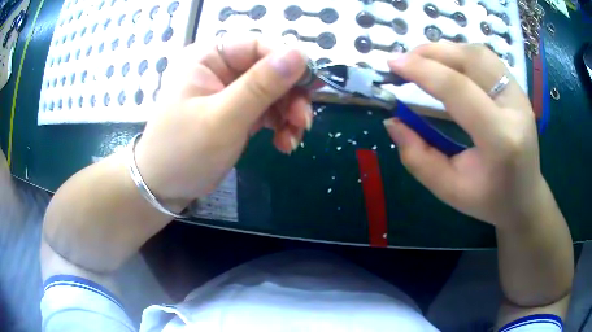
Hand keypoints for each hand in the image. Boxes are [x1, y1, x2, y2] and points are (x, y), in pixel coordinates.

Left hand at [134, 33, 311, 204]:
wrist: (164, 189)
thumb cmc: (183, 152)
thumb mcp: (222, 119)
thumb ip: (261, 85)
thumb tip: (300, 53)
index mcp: (207, 57)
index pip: (258, 47)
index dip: (288, 63)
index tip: (311, 87)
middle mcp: (219, 68)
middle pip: (269, 69)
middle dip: (291, 95)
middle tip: (303, 122)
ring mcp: (228, 90)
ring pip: (273, 90)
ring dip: (289, 113)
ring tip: (293, 139)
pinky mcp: (236, 111)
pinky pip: (267, 109)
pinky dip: (280, 124)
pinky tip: (284, 143)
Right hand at [384, 43, 546, 227]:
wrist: (525, 197)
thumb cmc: (489, 199)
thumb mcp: (448, 189)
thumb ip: (417, 156)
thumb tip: (393, 121)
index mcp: (500, 140)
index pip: (459, 90)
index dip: (423, 71)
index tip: (392, 65)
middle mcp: (515, 108)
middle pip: (471, 60)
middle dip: (431, 53)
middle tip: (404, 61)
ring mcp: (520, 95)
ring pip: (479, 53)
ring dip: (446, 50)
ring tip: (422, 60)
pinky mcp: (518, 89)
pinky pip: (487, 58)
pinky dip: (461, 53)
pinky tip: (447, 64)